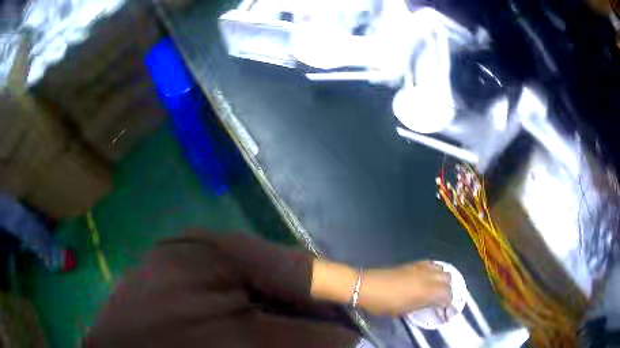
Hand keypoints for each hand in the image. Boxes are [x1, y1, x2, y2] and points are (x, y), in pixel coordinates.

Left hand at [357, 261, 451, 316]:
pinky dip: (435, 269)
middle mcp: (428, 277)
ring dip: (443, 278)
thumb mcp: (404, 310)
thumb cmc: (383, 303)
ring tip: (438, 287)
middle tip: (442, 298)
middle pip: (448, 279)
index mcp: (426, 291)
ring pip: (442, 269)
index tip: (446, 308)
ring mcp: (421, 268)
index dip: (449, 302)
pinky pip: (432, 263)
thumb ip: (422, 305)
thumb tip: (432, 303)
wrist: (366, 286)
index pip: (448, 294)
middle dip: (449, 288)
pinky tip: (430, 276)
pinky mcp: (413, 263)